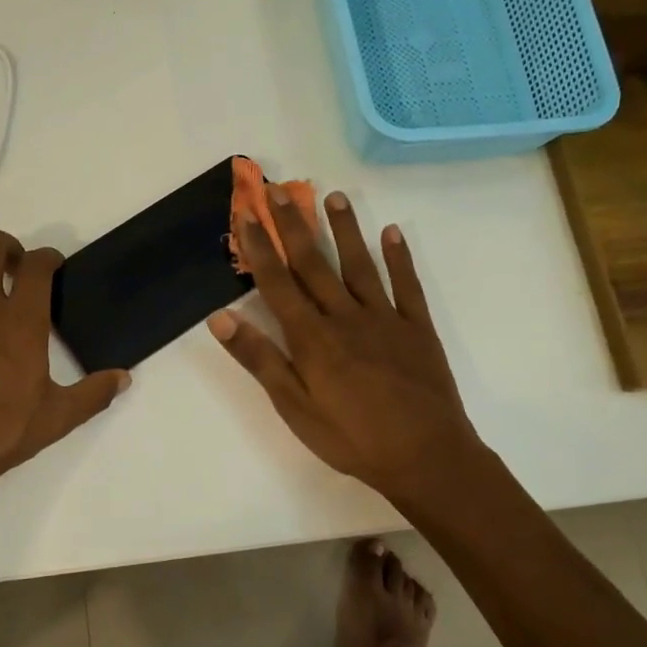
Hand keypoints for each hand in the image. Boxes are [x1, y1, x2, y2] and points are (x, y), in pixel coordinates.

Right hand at [207, 190, 482, 507]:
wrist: (426, 457)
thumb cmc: (351, 438)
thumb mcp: (294, 408)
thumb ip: (260, 360)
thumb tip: (220, 318)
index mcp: (312, 338)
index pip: (278, 282)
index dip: (260, 247)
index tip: (246, 214)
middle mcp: (345, 317)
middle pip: (314, 263)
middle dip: (293, 225)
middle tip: (278, 189)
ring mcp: (385, 318)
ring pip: (360, 264)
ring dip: (345, 229)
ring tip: (334, 196)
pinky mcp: (417, 328)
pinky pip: (407, 285)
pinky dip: (399, 258)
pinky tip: (393, 233)